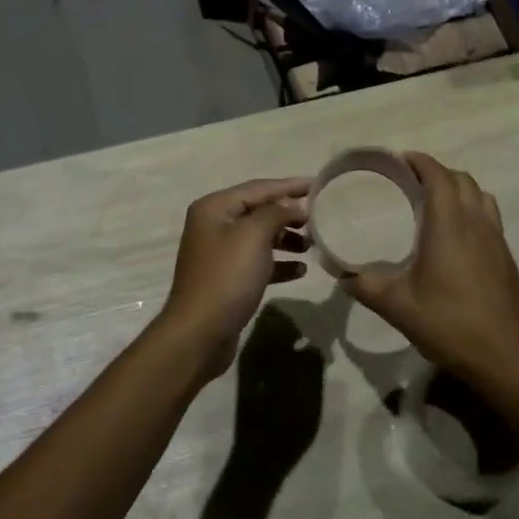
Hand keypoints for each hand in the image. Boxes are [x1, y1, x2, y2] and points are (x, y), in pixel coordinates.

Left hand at [156, 178, 310, 377]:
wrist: (199, 333)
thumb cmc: (227, 277)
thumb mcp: (254, 236)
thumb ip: (276, 213)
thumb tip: (293, 205)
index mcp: (215, 207)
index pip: (259, 188)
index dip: (289, 186)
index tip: (319, 185)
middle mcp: (214, 225)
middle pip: (259, 210)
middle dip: (289, 213)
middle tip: (319, 219)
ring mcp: (219, 253)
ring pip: (260, 237)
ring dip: (286, 238)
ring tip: (312, 245)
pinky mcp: (227, 278)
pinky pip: (258, 262)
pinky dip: (278, 263)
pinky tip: (300, 270)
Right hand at [341, 153, 518, 385]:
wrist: (504, 356)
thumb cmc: (449, 324)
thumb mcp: (397, 306)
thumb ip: (365, 286)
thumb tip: (341, 275)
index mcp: (449, 225)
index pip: (438, 176)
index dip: (420, 162)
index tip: (399, 160)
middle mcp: (476, 222)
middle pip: (461, 179)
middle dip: (436, 172)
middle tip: (410, 181)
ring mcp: (496, 238)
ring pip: (479, 195)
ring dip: (457, 188)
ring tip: (434, 201)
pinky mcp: (506, 255)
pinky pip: (489, 215)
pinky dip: (471, 208)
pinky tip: (455, 234)